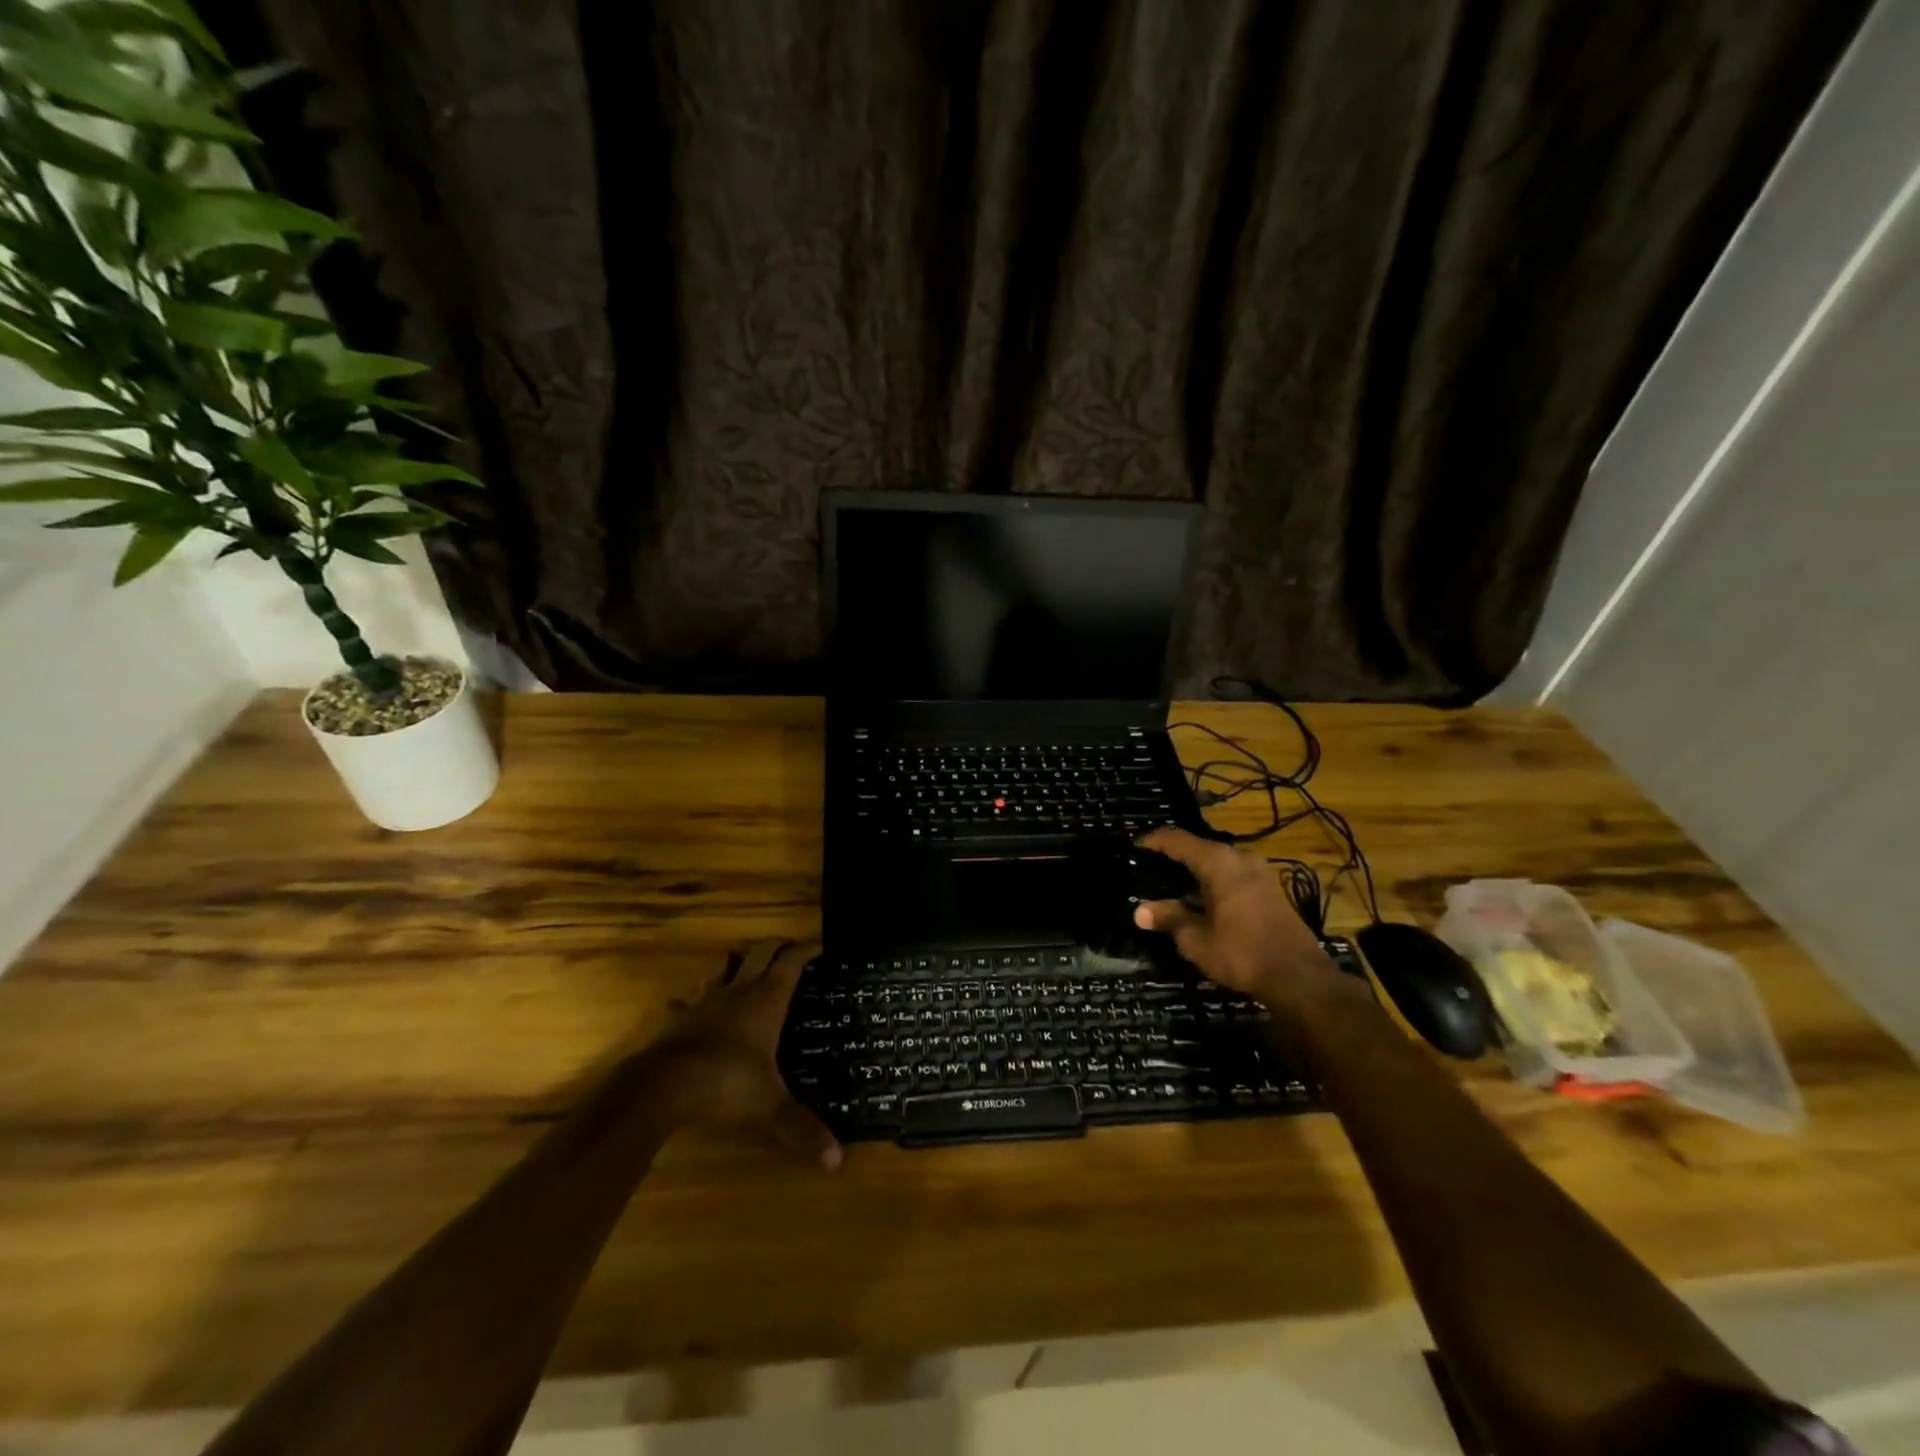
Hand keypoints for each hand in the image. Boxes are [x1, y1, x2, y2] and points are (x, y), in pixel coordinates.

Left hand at [648, 940, 841, 1170]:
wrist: (663, 1086)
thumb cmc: (726, 1083)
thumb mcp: (770, 1106)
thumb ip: (802, 1128)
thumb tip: (836, 1161)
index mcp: (767, 999)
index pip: (792, 962)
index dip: (807, 950)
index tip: (821, 946)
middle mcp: (738, 991)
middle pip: (760, 953)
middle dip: (776, 946)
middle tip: (789, 948)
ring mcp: (705, 1001)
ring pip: (721, 966)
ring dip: (734, 960)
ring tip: (742, 963)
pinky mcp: (678, 1019)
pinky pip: (684, 1002)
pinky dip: (690, 1001)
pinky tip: (687, 1007)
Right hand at [1132, 829, 1338, 1005]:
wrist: (1299, 978)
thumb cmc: (1241, 953)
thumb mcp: (1196, 939)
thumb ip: (1169, 919)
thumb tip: (1140, 911)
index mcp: (1218, 862)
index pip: (1178, 840)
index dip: (1154, 841)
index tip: (1134, 847)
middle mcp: (1240, 859)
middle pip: (1199, 848)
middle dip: (1173, 857)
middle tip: (1149, 869)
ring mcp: (1259, 873)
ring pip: (1218, 863)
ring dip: (1195, 871)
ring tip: (1171, 885)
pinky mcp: (1270, 890)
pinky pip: (1232, 875)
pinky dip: (1213, 882)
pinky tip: (1201, 900)